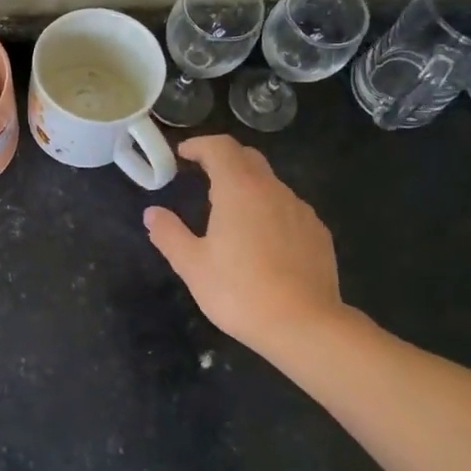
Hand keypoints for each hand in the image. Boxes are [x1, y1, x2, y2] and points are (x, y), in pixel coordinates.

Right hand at [143, 135, 348, 360]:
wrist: (305, 326)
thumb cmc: (240, 291)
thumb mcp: (192, 265)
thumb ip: (169, 233)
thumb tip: (152, 213)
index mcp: (239, 189)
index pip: (220, 147)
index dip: (199, 145)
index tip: (182, 155)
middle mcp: (273, 190)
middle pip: (248, 158)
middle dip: (223, 159)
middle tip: (201, 176)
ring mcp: (301, 211)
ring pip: (270, 184)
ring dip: (247, 186)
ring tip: (229, 213)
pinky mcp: (318, 233)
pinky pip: (288, 209)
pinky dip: (269, 210)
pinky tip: (261, 240)